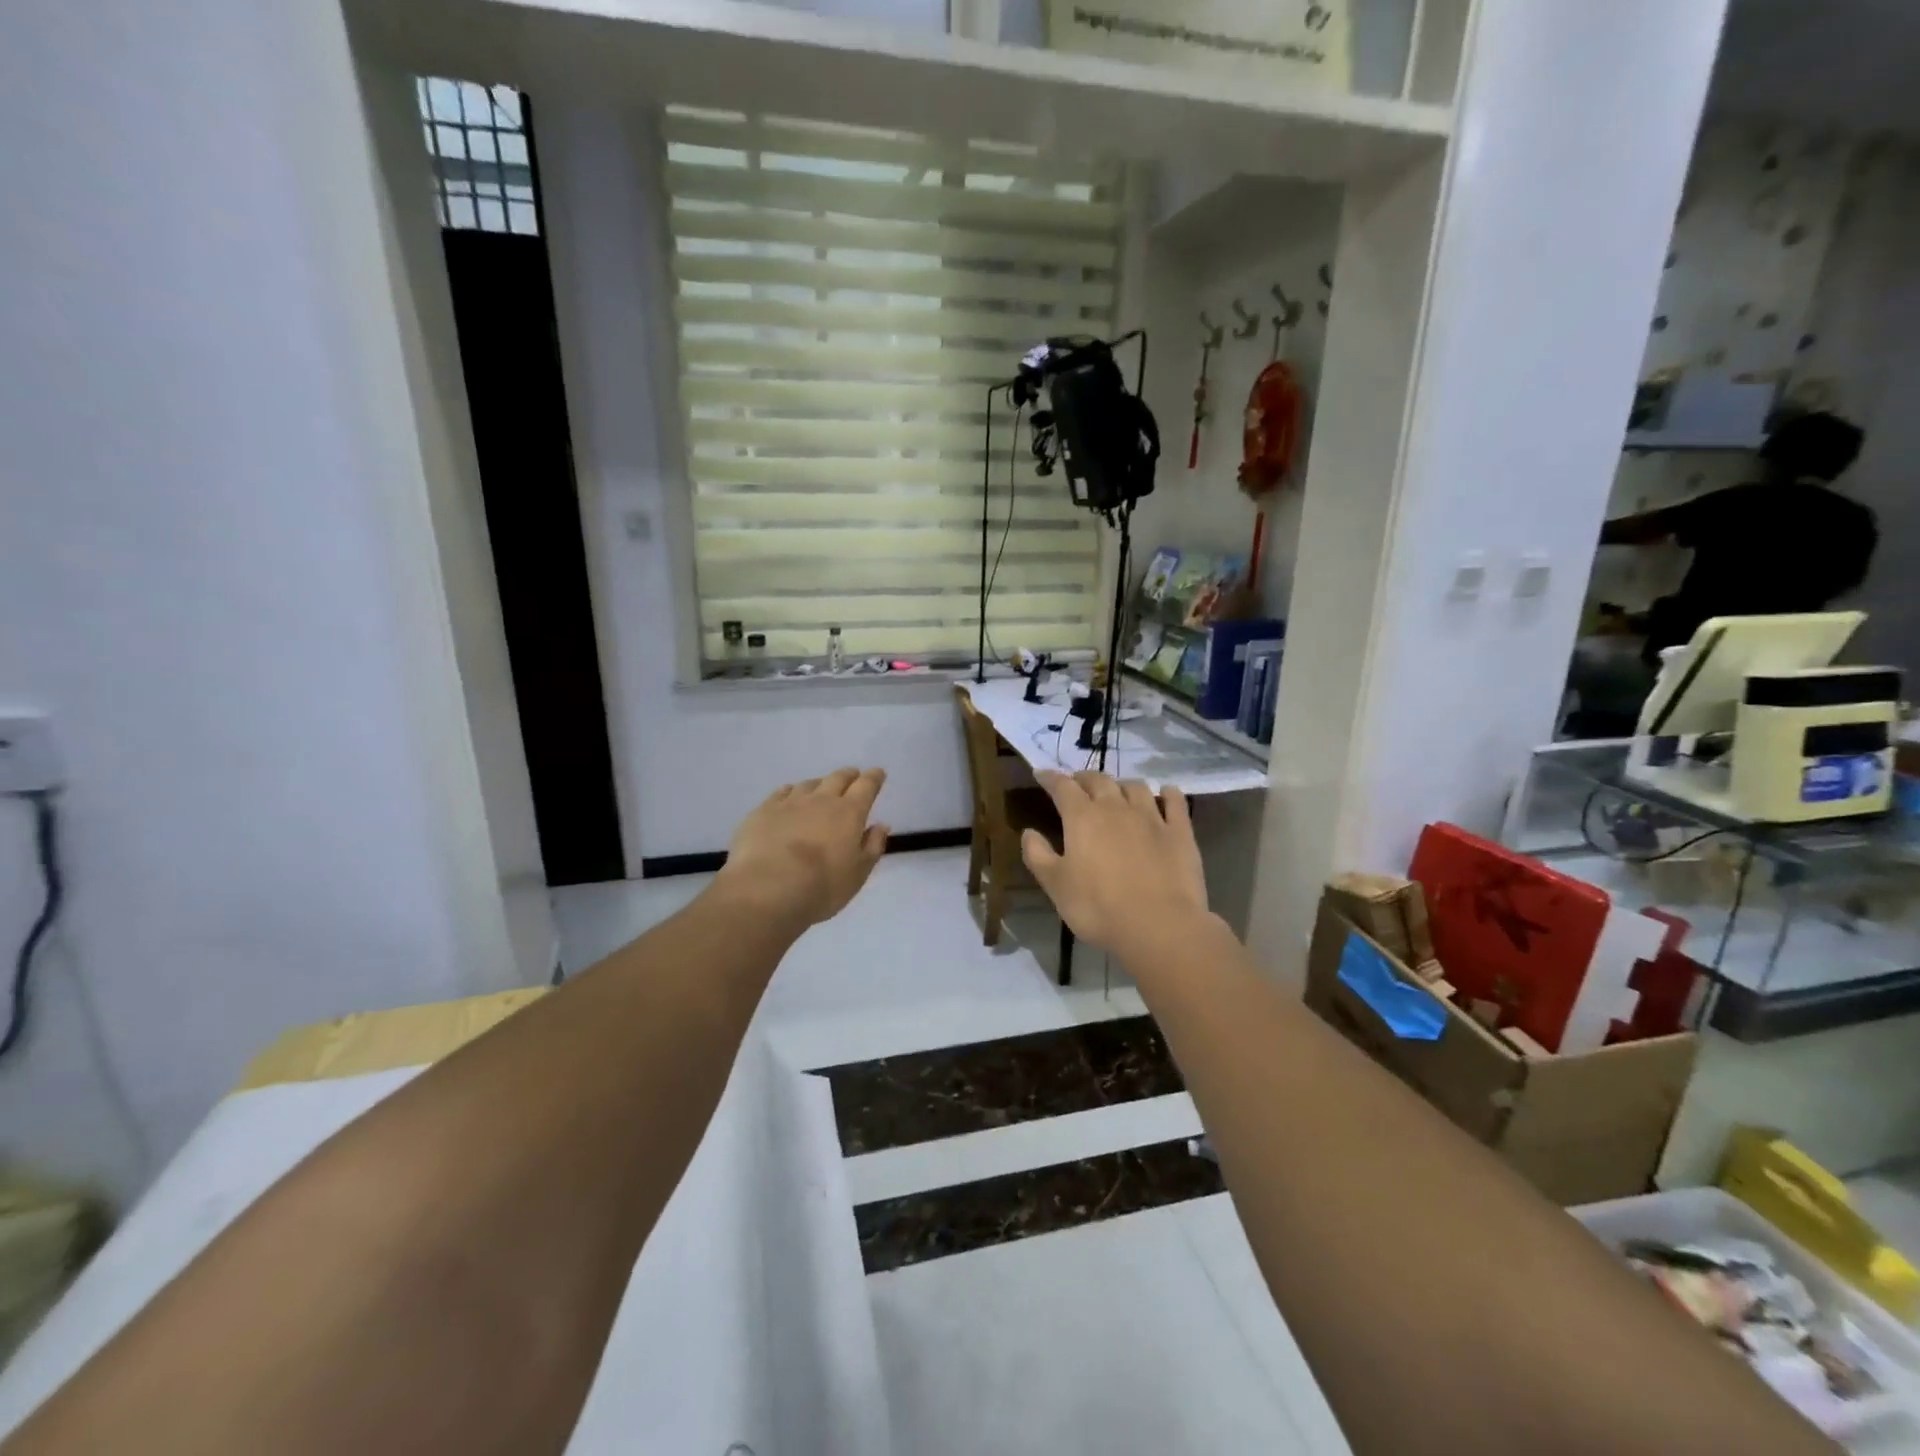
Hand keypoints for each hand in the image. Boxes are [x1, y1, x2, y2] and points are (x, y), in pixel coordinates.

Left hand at [716, 768, 889, 927]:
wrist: (768, 889)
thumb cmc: (821, 886)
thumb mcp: (858, 874)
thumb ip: (872, 846)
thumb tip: (881, 825)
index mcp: (849, 813)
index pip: (867, 786)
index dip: (874, 778)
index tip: (878, 773)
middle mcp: (822, 800)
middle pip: (838, 778)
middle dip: (849, 775)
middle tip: (853, 776)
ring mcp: (790, 802)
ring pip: (809, 784)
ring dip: (819, 784)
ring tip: (820, 790)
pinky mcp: (764, 810)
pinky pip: (781, 792)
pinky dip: (790, 792)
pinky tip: (788, 797)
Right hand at [1020, 772, 1208, 955]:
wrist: (1159, 926)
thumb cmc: (1098, 908)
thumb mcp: (1056, 886)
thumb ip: (1038, 855)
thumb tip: (1028, 832)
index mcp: (1082, 818)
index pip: (1062, 787)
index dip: (1050, 778)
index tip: (1041, 773)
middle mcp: (1116, 807)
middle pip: (1099, 781)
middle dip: (1085, 779)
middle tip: (1078, 784)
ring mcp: (1151, 817)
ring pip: (1135, 787)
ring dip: (1122, 784)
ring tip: (1117, 791)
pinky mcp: (1180, 832)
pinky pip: (1175, 802)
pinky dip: (1169, 793)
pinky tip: (1166, 792)